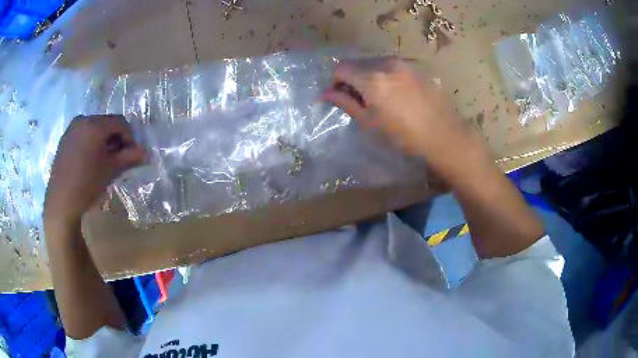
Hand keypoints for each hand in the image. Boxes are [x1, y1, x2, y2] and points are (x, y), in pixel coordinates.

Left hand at [44, 115, 144, 231]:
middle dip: (115, 139)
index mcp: (95, 124)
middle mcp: (83, 120)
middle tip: (117, 159)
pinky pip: (82, 135)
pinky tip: (89, 162)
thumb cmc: (87, 184)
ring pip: (94, 129)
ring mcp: (71, 129)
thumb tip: (145, 153)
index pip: (120, 122)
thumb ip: (129, 158)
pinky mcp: (64, 140)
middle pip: (106, 124)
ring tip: (103, 162)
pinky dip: (90, 144)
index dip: (129, 137)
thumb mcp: (111, 171)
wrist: (61, 202)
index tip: (131, 155)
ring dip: (102, 142)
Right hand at [322, 57, 471, 157]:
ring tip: (379, 96)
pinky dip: (384, 74)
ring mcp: (402, 63)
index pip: (341, 67)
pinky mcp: (414, 66)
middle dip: (352, 77)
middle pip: (357, 62)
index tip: (341, 96)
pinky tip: (395, 92)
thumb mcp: (370, 122)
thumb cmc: (404, 135)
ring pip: (374, 62)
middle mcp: (386, 63)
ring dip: (368, 75)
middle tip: (359, 98)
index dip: (336, 81)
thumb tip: (327, 93)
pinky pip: (390, 65)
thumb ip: (346, 103)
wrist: (443, 134)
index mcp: (372, 78)